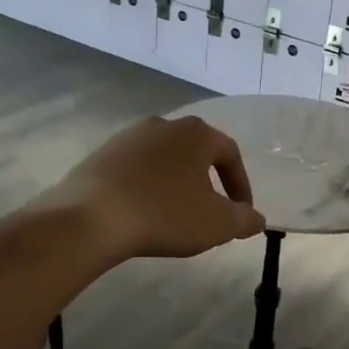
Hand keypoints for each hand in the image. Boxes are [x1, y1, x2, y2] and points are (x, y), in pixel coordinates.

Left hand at [34, 115, 264, 262]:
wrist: (91, 217)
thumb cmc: (165, 214)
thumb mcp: (216, 224)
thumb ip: (244, 219)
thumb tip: (257, 218)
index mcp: (196, 133)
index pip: (229, 153)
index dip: (240, 184)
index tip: (241, 212)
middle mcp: (164, 124)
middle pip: (195, 152)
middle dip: (206, 181)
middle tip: (209, 212)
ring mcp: (128, 136)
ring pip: (164, 159)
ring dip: (174, 183)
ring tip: (174, 215)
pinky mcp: (101, 153)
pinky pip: (135, 169)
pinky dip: (146, 187)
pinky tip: (142, 212)